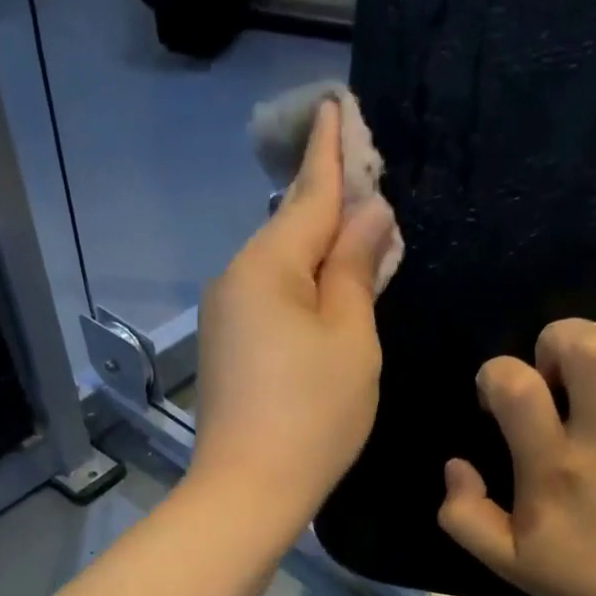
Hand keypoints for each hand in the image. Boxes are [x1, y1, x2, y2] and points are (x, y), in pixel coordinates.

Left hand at [193, 100, 396, 529]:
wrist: (248, 489)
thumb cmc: (313, 414)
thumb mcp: (350, 338)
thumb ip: (356, 270)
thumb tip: (367, 215)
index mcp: (268, 265)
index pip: (308, 193)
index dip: (330, 151)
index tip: (333, 105)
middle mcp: (236, 279)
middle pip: (291, 229)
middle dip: (330, 206)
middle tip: (370, 185)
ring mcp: (225, 317)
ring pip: (281, 269)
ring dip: (319, 254)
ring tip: (360, 248)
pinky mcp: (227, 351)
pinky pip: (270, 301)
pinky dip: (302, 292)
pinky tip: (326, 301)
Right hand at [438, 318, 595, 595]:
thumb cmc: (577, 573)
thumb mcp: (502, 559)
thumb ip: (462, 514)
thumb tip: (456, 465)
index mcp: (553, 469)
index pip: (517, 387)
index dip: (496, 375)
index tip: (499, 399)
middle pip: (590, 347)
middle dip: (561, 340)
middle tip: (558, 372)